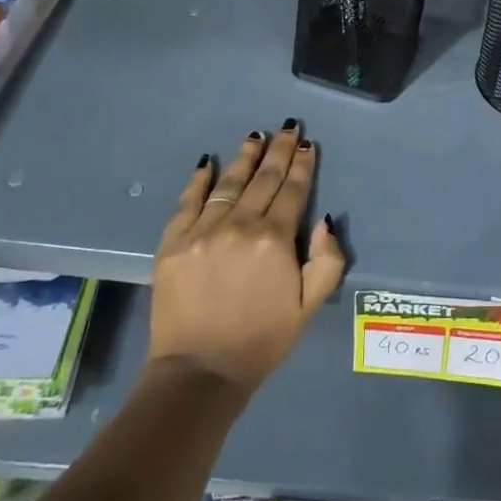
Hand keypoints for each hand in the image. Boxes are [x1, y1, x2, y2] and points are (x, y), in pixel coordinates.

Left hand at [148, 124, 344, 397]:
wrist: (199, 373)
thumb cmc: (262, 340)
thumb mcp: (309, 306)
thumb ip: (326, 261)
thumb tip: (324, 220)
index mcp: (274, 239)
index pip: (292, 191)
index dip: (302, 165)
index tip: (307, 144)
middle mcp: (239, 224)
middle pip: (263, 179)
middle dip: (278, 150)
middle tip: (287, 127)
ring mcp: (202, 231)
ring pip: (228, 183)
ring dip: (245, 157)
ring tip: (255, 136)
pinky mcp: (173, 243)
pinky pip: (188, 202)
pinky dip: (199, 180)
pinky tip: (208, 162)